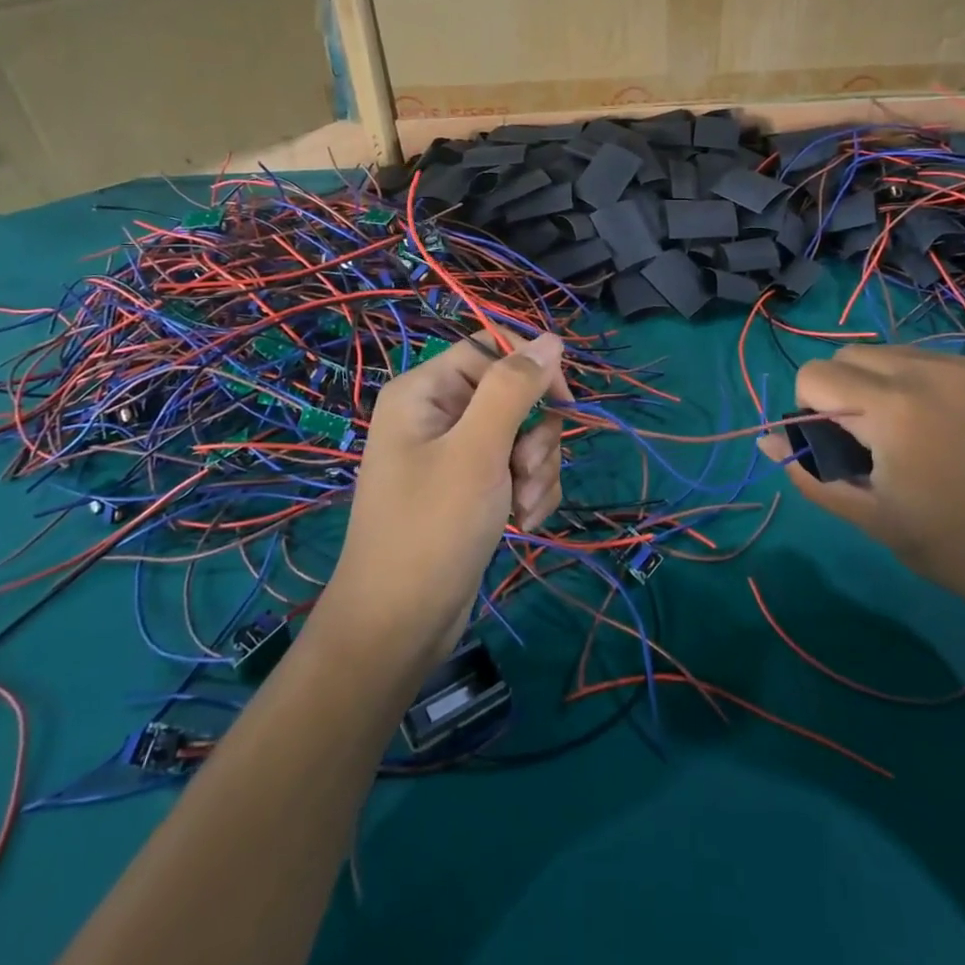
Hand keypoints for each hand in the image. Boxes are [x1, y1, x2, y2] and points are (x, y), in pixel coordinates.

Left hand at [316, 333, 568, 671]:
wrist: (400, 626)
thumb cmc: (433, 529)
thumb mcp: (478, 451)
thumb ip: (513, 388)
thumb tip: (550, 339)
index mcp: (425, 391)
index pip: (493, 351)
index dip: (532, 372)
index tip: (563, 405)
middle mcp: (439, 414)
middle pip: (515, 396)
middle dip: (534, 438)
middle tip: (524, 474)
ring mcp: (456, 453)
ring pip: (525, 435)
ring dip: (537, 472)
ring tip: (520, 509)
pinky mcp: (472, 487)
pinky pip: (519, 469)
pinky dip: (529, 494)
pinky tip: (521, 523)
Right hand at [759, 345, 964, 624]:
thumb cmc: (960, 548)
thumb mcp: (873, 519)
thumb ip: (812, 473)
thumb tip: (769, 440)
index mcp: (890, 408)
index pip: (814, 374)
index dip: (810, 410)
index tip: (837, 446)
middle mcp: (927, 370)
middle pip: (850, 354)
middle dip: (842, 389)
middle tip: (871, 440)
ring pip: (895, 353)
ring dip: (884, 383)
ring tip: (916, 433)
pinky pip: (941, 362)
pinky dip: (928, 385)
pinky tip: (958, 429)